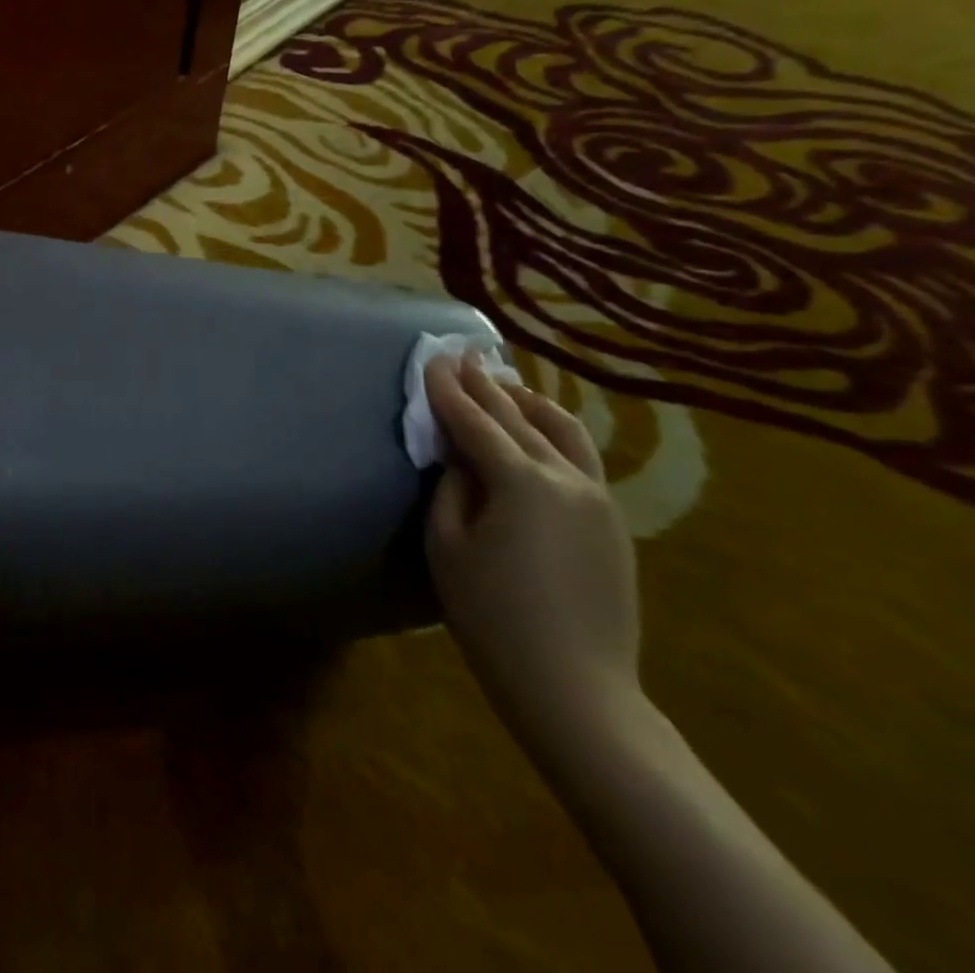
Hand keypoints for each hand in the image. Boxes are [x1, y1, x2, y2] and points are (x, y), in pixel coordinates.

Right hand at [424, 354, 641, 748]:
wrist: (575, 688)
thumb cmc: (491, 616)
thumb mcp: (447, 546)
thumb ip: (451, 487)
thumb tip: (459, 454)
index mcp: (521, 482)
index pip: (475, 421)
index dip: (448, 388)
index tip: (431, 357)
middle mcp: (567, 478)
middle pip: (518, 418)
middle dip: (486, 385)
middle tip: (463, 356)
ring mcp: (598, 499)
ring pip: (564, 431)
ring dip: (529, 403)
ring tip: (505, 385)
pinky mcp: (612, 522)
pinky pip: (581, 458)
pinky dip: (554, 432)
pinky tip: (538, 431)